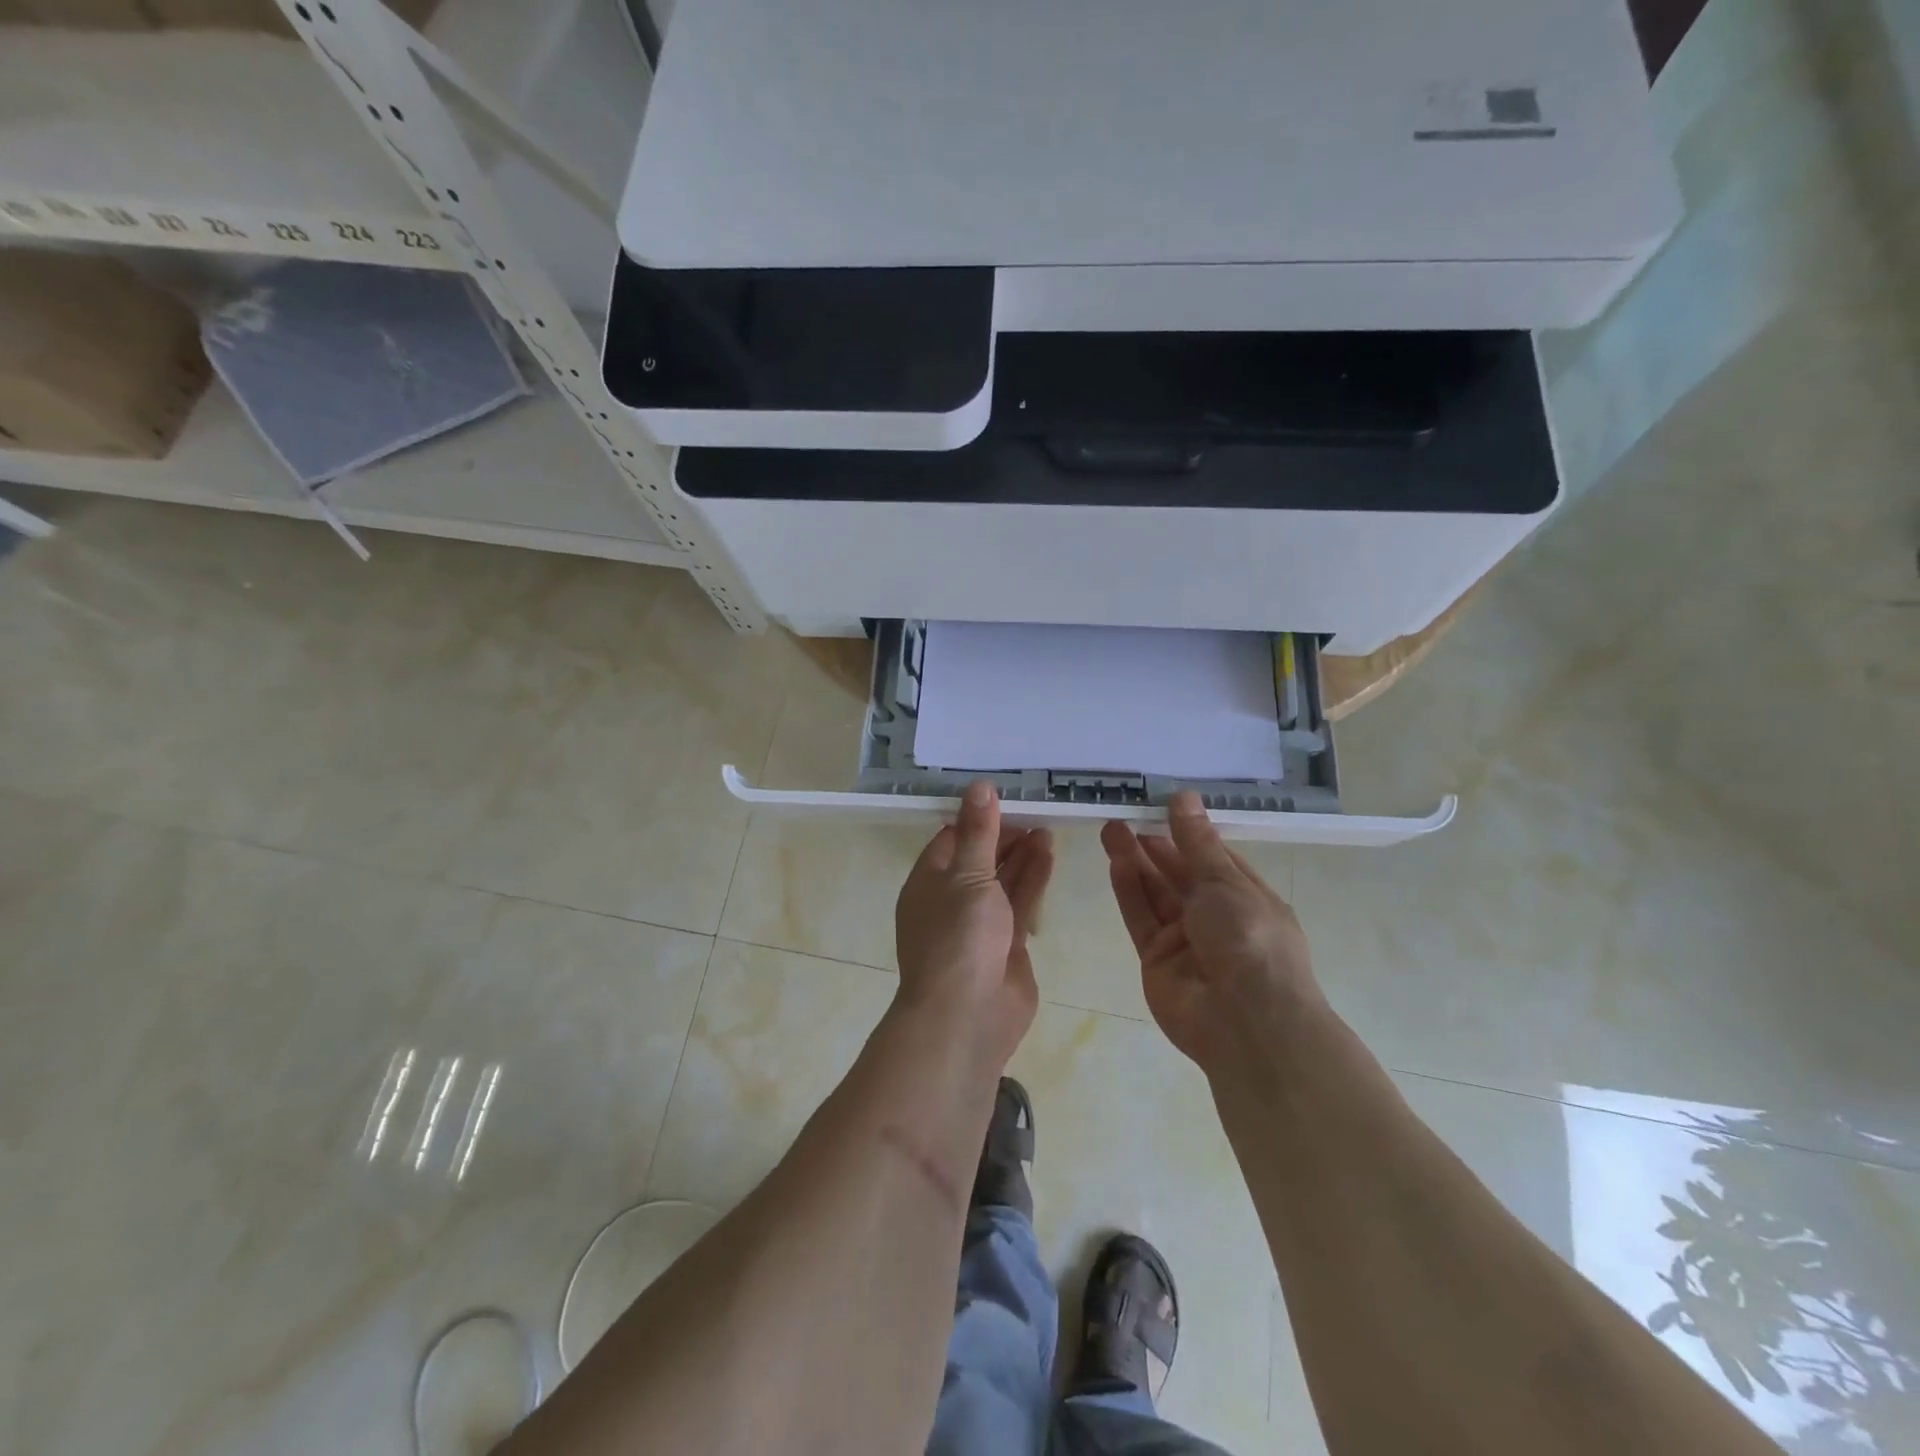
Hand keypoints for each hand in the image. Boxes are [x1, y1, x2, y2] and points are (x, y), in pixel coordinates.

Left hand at [896, 782, 1054, 1071]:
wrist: (968, 1015)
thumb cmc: (958, 937)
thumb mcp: (968, 875)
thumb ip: (979, 832)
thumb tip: (980, 786)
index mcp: (928, 881)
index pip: (951, 839)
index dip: (977, 818)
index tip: (1005, 798)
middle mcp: (951, 899)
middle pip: (979, 858)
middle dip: (1004, 835)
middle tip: (1035, 810)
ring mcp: (980, 923)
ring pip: (1002, 880)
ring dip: (1023, 854)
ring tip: (1047, 826)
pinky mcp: (1007, 943)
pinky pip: (1020, 902)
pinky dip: (1033, 878)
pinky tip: (1049, 853)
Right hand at [1100, 793, 1321, 1071]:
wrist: (1246, 1022)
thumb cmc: (1250, 939)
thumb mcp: (1225, 882)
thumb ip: (1196, 842)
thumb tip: (1182, 796)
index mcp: (1246, 896)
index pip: (1213, 856)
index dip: (1187, 831)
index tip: (1159, 804)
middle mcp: (1216, 916)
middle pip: (1179, 873)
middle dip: (1154, 844)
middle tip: (1124, 814)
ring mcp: (1185, 939)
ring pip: (1155, 892)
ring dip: (1135, 861)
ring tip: (1110, 829)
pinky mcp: (1157, 959)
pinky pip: (1141, 918)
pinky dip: (1129, 891)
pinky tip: (1116, 863)